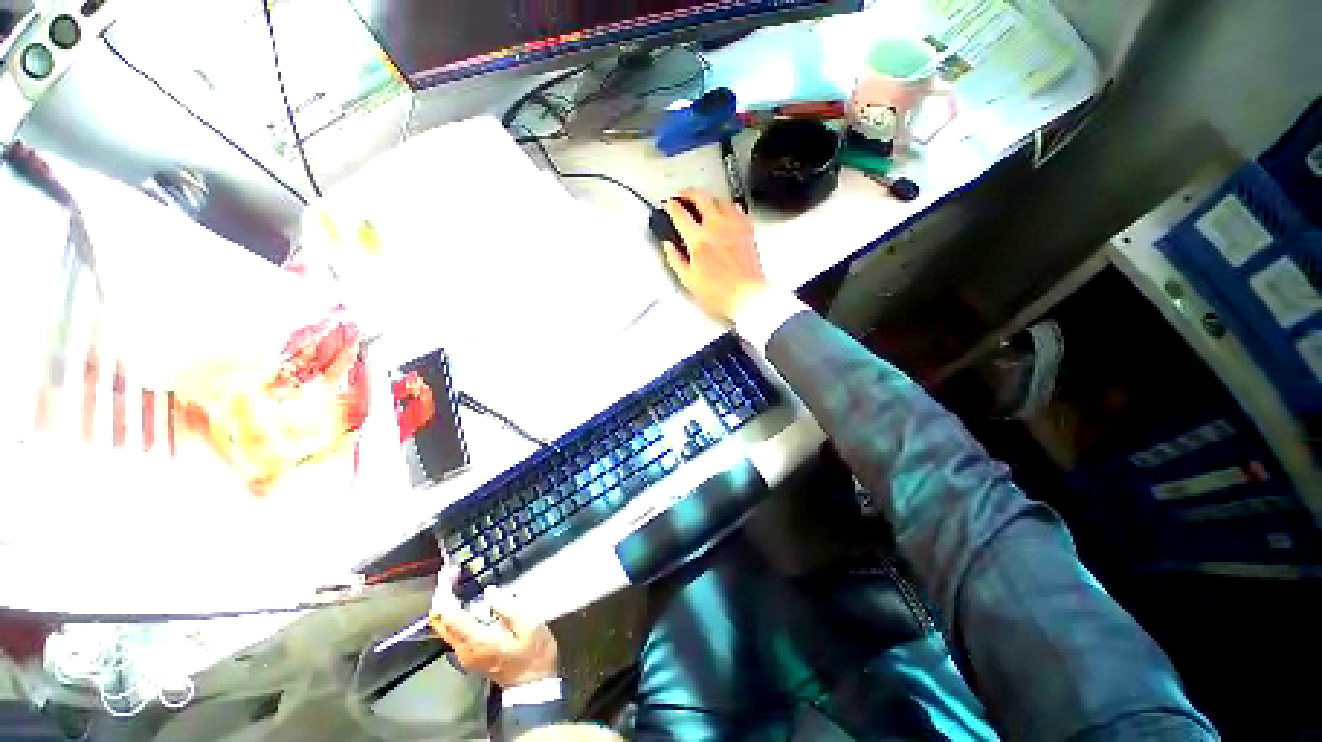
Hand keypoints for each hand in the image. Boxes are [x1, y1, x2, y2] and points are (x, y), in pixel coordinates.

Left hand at [429, 569, 557, 688]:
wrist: (533, 684)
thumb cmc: (533, 652)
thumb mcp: (529, 625)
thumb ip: (508, 606)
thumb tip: (490, 591)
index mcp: (476, 639)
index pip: (448, 614)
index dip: (446, 590)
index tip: (452, 570)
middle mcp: (463, 648)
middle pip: (439, 620)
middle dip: (441, 593)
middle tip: (451, 571)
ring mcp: (464, 652)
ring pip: (443, 625)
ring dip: (446, 601)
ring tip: (457, 580)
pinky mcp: (470, 652)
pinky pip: (452, 629)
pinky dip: (453, 610)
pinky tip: (466, 598)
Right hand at [661, 189, 769, 322]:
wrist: (746, 297)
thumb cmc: (721, 293)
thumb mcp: (689, 280)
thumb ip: (675, 259)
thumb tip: (668, 247)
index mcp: (699, 240)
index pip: (679, 213)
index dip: (670, 206)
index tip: (668, 205)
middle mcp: (716, 228)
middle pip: (700, 196)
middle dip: (687, 192)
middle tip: (682, 195)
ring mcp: (733, 227)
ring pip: (720, 199)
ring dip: (708, 197)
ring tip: (702, 201)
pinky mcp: (747, 230)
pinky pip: (737, 208)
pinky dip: (727, 206)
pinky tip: (725, 211)